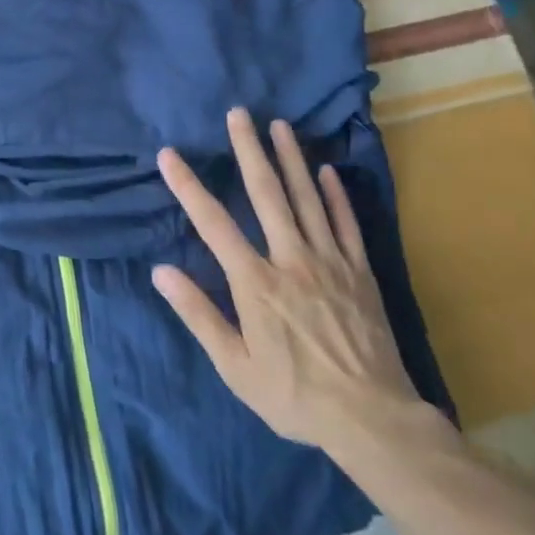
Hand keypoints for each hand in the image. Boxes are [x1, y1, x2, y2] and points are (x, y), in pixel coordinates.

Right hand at [153, 109, 429, 458]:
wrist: (374, 420)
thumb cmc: (295, 395)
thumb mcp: (235, 366)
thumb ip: (198, 314)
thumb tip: (161, 271)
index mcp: (255, 282)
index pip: (213, 223)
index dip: (188, 186)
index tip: (170, 154)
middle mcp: (291, 259)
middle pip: (266, 194)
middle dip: (249, 150)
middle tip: (239, 113)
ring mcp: (330, 262)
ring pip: (307, 199)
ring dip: (291, 159)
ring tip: (280, 125)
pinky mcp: (360, 272)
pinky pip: (346, 224)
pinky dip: (335, 195)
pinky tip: (327, 171)